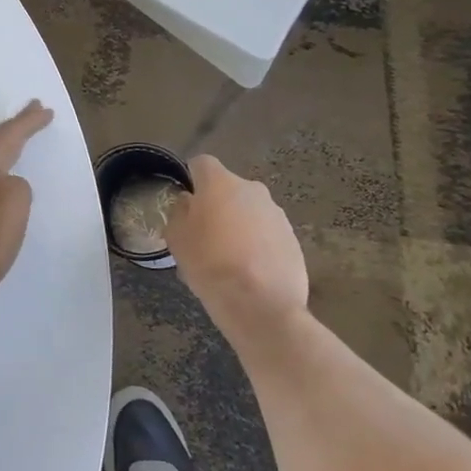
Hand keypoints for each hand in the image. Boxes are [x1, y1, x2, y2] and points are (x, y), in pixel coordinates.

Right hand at [165, 156, 308, 345]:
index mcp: (220, 183)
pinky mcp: (293, 239)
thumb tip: (188, 203)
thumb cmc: (210, 265)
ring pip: (250, 211)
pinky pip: (268, 233)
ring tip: (228, 257)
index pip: (201, 163)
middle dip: (217, 204)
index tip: (186, 202)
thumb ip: (179, 212)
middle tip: (205, 233)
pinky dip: (258, 244)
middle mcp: (252, 189)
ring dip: (239, 224)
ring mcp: (277, 214)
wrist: (261, 306)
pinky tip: (249, 270)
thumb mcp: (176, 238)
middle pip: (228, 188)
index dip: (191, 179)